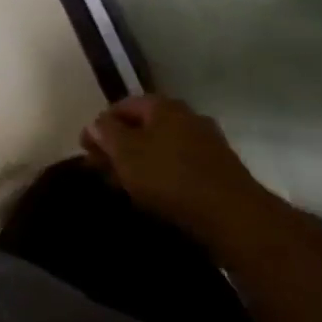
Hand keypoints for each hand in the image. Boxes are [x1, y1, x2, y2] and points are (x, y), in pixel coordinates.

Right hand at [83, 95, 268, 242]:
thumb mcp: (127, 154)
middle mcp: (186, 115)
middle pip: (144, 126)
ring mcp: (207, 142)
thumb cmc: (171, 177)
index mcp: (162, 105)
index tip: (87, 150)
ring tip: (126, 186)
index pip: (122, 106)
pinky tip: (156, 195)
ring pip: (163, 147)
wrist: (234, 216)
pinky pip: (181, 165)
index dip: (101, 126)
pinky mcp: (219, 169)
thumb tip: (95, 124)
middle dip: (121, 145)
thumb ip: (107, 134)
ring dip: (142, 162)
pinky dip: (163, 175)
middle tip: (103, 170)